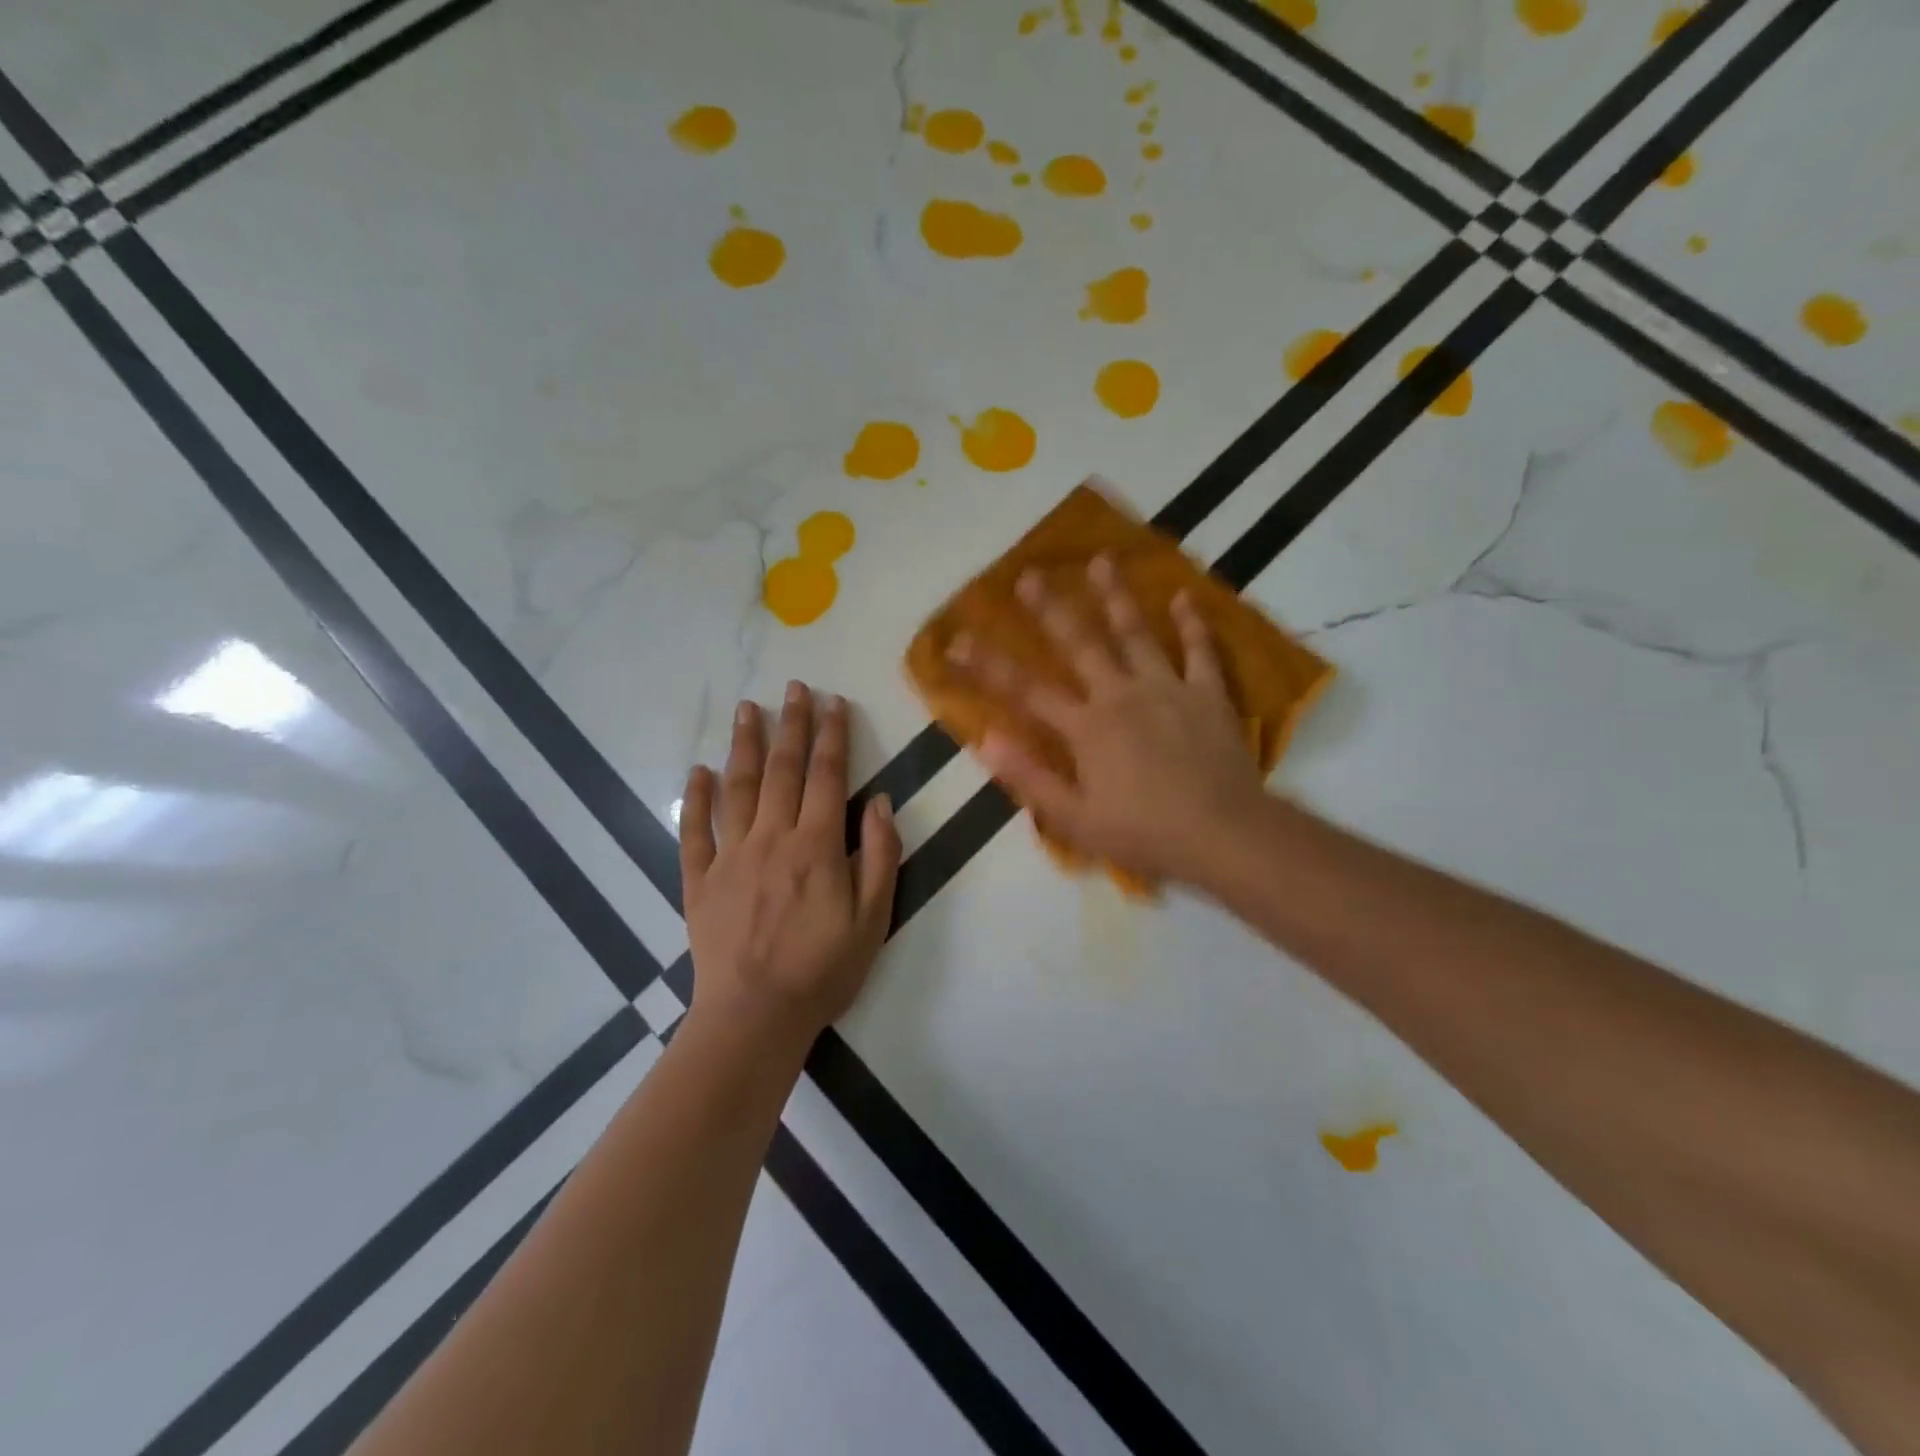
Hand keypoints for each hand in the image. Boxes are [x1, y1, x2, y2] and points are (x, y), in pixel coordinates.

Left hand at [680, 683, 901, 1045]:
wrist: (755, 1016)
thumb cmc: (823, 970)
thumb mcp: (874, 918)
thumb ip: (880, 855)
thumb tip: (880, 801)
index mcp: (816, 845)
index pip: (826, 776)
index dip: (831, 735)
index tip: (832, 702)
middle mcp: (772, 838)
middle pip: (782, 770)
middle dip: (791, 725)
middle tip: (793, 687)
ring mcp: (730, 856)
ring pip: (737, 788)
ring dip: (744, 745)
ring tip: (748, 708)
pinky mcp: (699, 880)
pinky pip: (694, 830)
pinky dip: (696, 798)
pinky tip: (698, 771)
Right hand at [949, 557, 1266, 887]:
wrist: (1224, 835)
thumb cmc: (1145, 834)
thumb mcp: (1075, 819)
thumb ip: (1030, 777)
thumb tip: (986, 739)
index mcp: (1087, 728)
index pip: (1026, 690)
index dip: (987, 666)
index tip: (957, 640)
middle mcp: (1121, 695)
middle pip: (1080, 644)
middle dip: (1050, 609)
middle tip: (1029, 574)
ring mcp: (1168, 689)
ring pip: (1137, 633)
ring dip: (1116, 596)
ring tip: (1101, 560)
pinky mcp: (1208, 695)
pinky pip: (1200, 652)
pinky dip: (1193, 624)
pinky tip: (1184, 596)